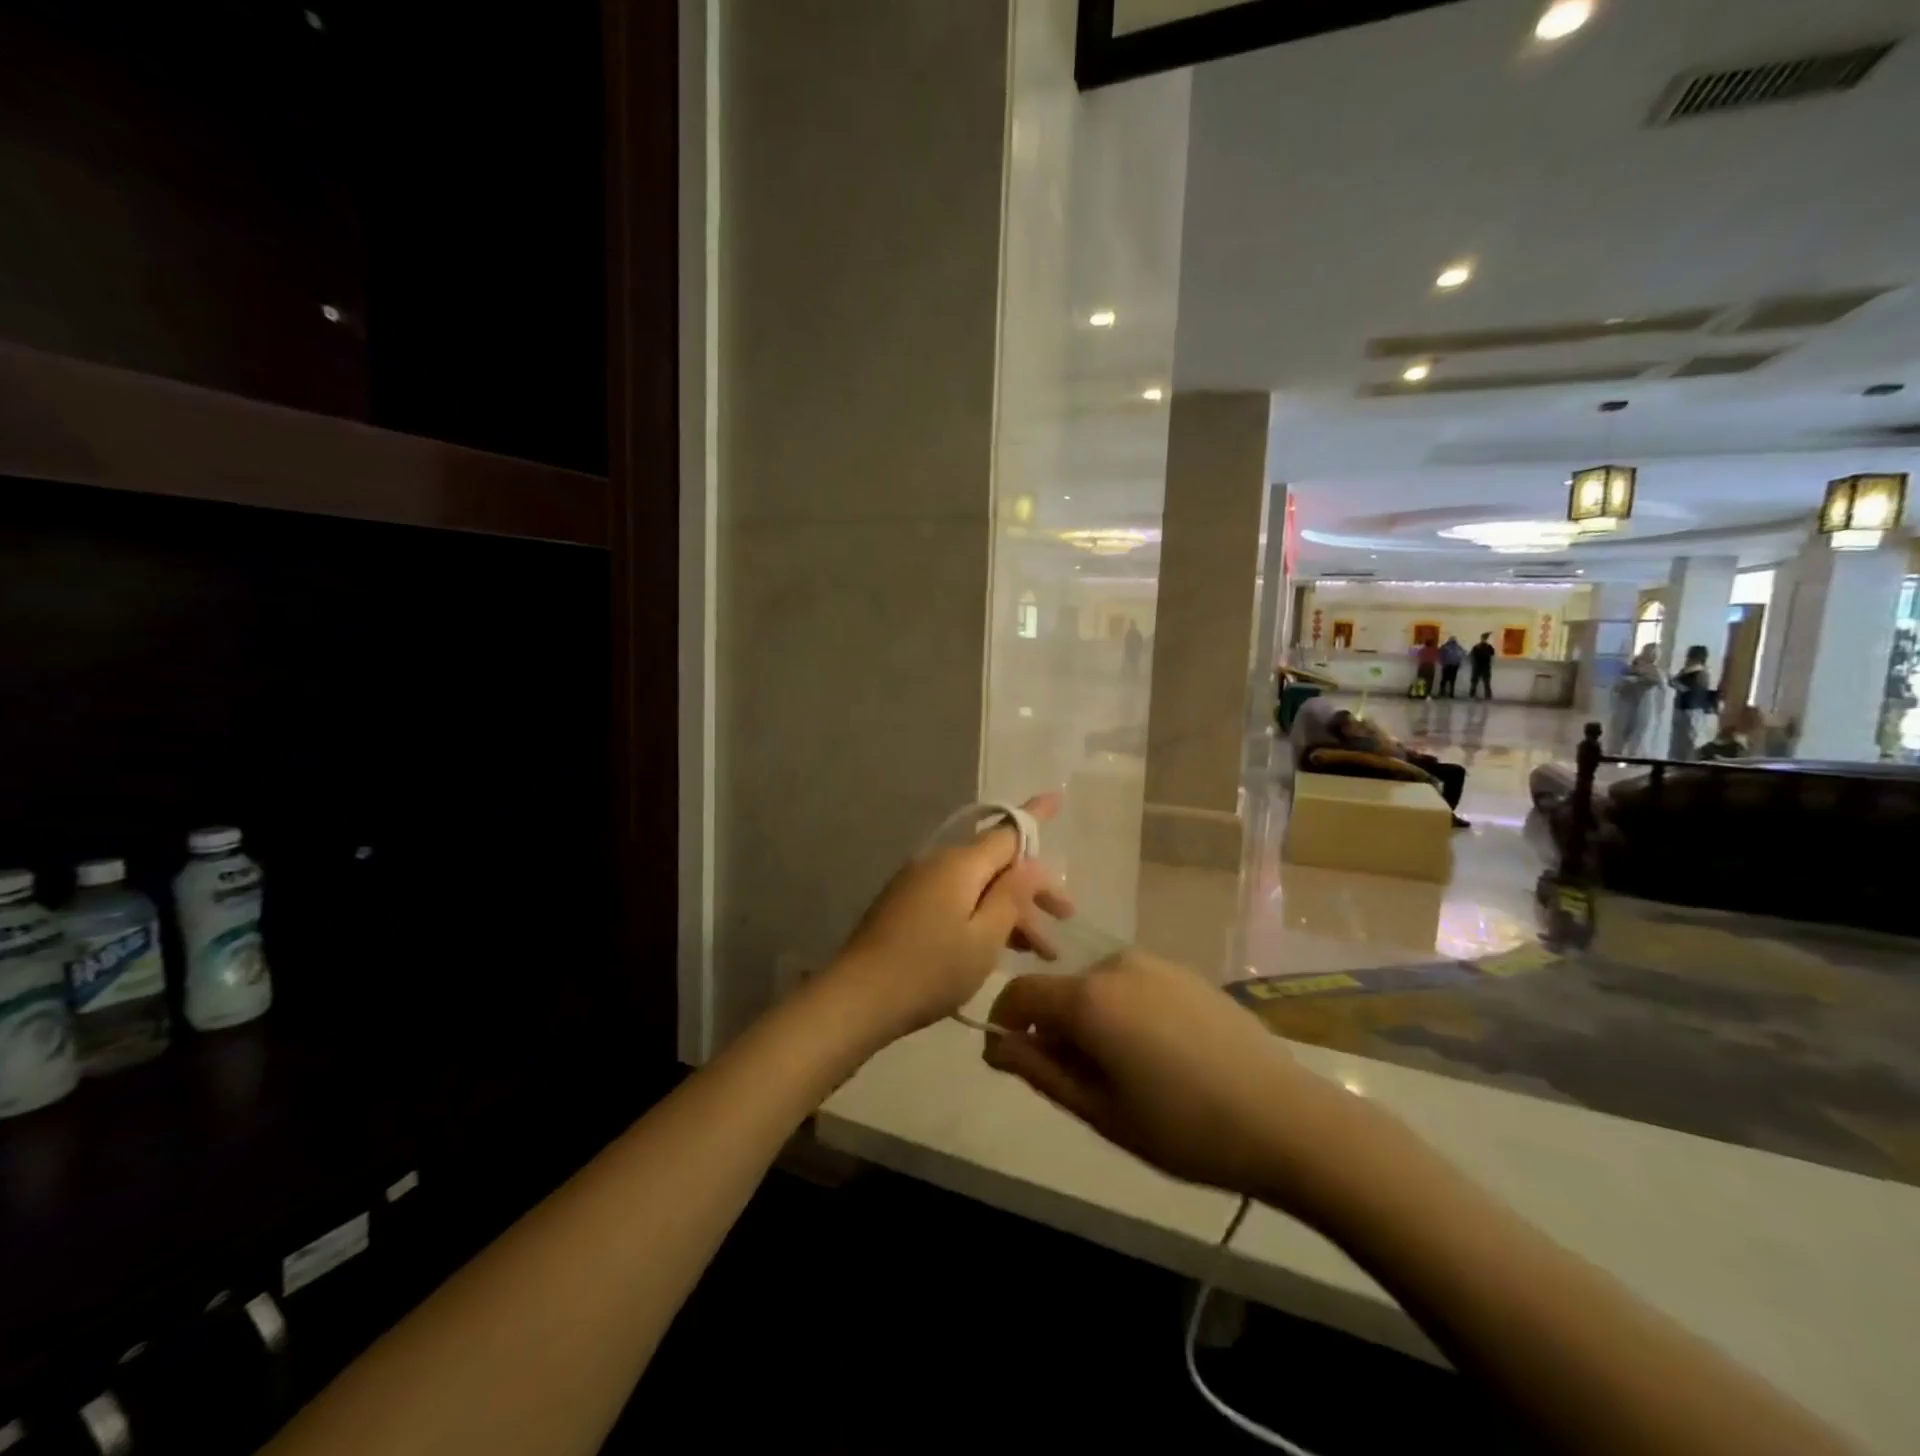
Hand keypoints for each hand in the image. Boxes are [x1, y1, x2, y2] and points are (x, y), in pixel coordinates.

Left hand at [829, 794, 1073, 1040]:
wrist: (858, 997)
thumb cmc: (930, 969)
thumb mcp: (984, 938)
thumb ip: (1011, 896)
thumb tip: (1030, 862)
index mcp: (960, 864)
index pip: (1008, 831)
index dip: (1036, 817)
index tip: (1057, 797)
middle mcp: (938, 863)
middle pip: (996, 864)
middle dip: (1032, 888)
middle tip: (1066, 918)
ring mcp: (918, 883)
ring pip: (977, 886)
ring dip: (1010, 911)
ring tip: (1039, 951)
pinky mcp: (906, 905)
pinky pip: (956, 899)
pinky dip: (982, 916)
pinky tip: (1000, 946)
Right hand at [982, 948, 1361, 1200]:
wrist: (1285, 1117)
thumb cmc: (1182, 1126)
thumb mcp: (1100, 1110)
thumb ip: (1039, 1071)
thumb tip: (996, 1046)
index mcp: (1088, 997)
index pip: (1020, 993)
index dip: (1003, 1022)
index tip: (1009, 1059)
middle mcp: (1115, 964)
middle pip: (1061, 991)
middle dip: (1053, 1029)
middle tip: (1079, 1084)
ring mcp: (1154, 963)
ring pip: (1097, 988)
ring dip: (1091, 1020)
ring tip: (1123, 1072)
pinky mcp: (1184, 972)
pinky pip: (1132, 985)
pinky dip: (1124, 1011)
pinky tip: (1158, 1054)